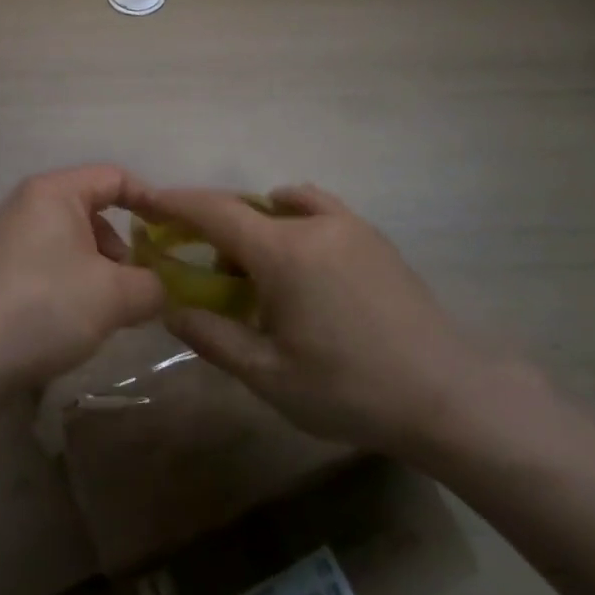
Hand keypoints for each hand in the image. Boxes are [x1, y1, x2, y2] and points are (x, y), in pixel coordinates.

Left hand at [0, 166, 165, 391]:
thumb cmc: (47, 306)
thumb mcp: (116, 296)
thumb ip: (153, 285)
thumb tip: (163, 288)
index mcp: (55, 192)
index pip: (115, 178)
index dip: (151, 201)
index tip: (175, 234)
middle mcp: (29, 204)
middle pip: (94, 211)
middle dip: (124, 246)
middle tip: (139, 284)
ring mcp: (10, 236)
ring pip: (74, 241)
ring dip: (101, 270)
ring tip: (110, 310)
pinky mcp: (0, 268)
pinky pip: (52, 261)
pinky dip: (75, 282)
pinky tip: (78, 319)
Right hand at [124, 183, 502, 458]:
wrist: (447, 393)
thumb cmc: (349, 389)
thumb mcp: (269, 374)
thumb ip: (212, 337)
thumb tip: (169, 308)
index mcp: (282, 252)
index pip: (215, 211)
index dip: (176, 203)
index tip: (147, 201)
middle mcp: (312, 224)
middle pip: (245, 209)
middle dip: (210, 223)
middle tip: (192, 256)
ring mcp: (348, 225)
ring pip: (280, 209)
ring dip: (251, 225)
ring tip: (248, 268)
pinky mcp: (372, 237)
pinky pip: (316, 210)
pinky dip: (291, 216)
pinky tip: (294, 251)